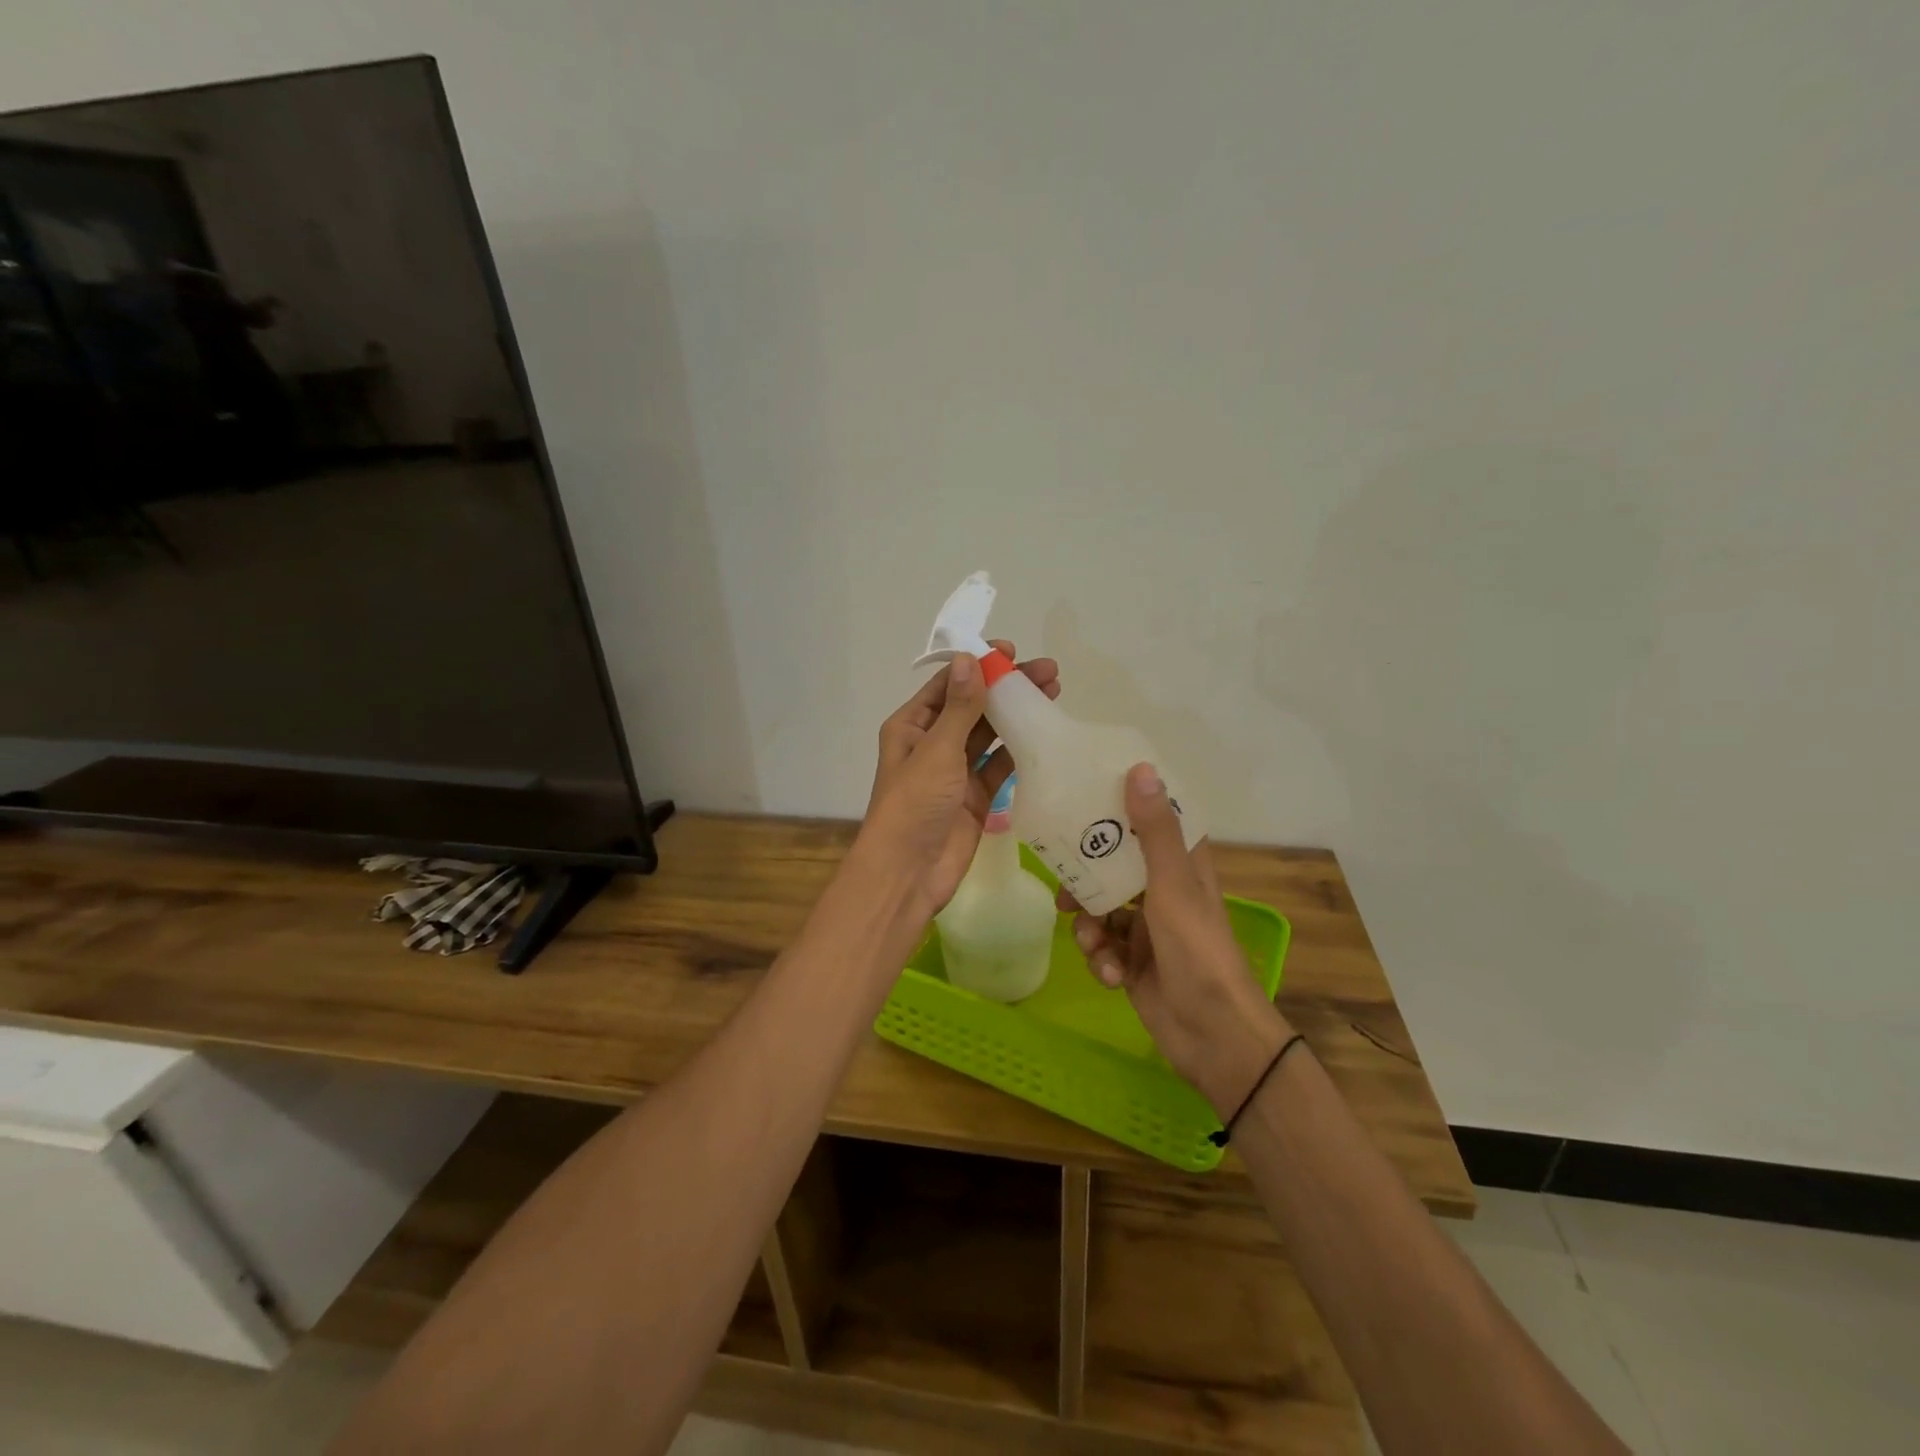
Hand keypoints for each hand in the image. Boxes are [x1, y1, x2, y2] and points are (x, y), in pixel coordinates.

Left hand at [859, 640, 1059, 918]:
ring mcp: (955, 771)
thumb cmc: (915, 805)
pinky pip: (999, 766)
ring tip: (1053, 694)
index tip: (1012, 652)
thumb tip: (970, 659)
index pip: (949, 685)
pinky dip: (1019, 751)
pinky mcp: (975, 796)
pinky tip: (1045, 734)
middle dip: (1007, 688)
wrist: (909, 873)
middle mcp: (933, 743)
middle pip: (973, 706)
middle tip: (1048, 672)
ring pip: (989, 734)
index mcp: (912, 726)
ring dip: (1016, 715)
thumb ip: (960, 708)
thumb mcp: (937, 750)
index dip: (979, 665)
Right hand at [1061, 762, 1292, 1118]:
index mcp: (1181, 866)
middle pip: (1112, 867)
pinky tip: (1111, 976)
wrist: (1212, 1037)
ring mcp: (1145, 929)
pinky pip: (1101, 948)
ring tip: (1093, 944)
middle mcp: (1162, 891)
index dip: (1120, 808)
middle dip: (1085, 880)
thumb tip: (1140, 768)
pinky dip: (1101, 960)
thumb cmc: (1198, 952)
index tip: (1084, 798)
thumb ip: (1153, 832)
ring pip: (1099, 910)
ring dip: (1090, 928)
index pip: (1150, 822)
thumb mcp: (1173, 887)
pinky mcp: (1131, 962)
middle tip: (1063, 887)